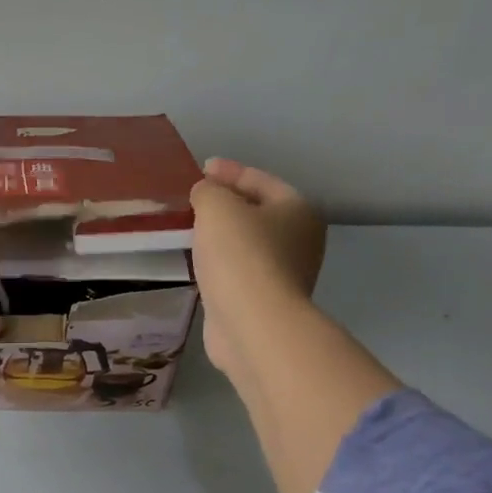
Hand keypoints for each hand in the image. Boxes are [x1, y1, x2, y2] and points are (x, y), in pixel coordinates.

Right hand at [190, 158, 326, 385]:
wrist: (252, 323)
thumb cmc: (240, 255)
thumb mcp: (217, 207)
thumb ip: (208, 191)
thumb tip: (206, 193)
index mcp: (299, 210)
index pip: (260, 180)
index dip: (229, 171)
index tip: (201, 169)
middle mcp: (300, 240)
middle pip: (257, 212)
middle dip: (226, 205)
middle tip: (193, 201)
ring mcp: (284, 274)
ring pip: (247, 244)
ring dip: (221, 236)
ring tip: (190, 230)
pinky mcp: (264, 301)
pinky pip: (238, 270)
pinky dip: (219, 263)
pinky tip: (199, 263)